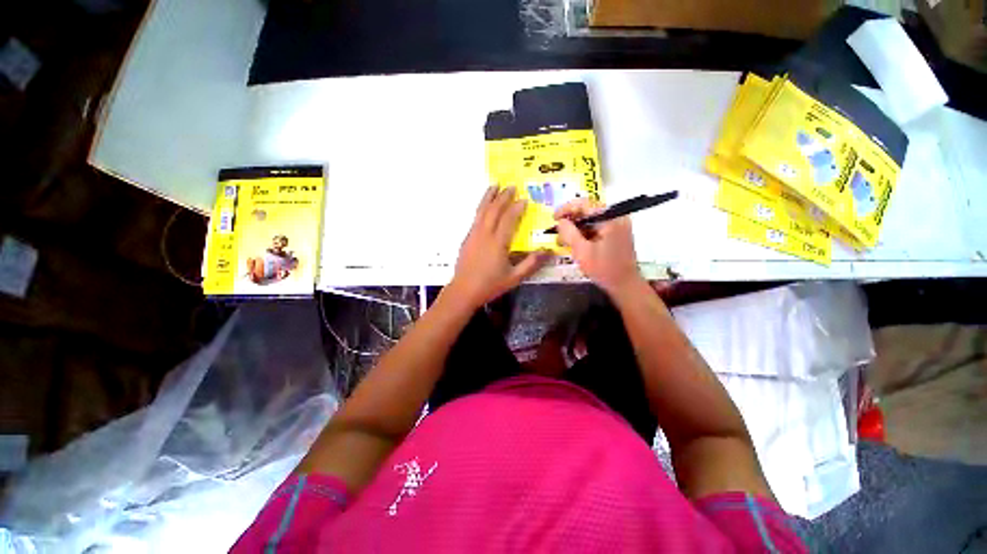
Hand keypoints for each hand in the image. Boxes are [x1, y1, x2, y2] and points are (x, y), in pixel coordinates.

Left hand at [448, 186, 551, 307]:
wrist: (463, 291)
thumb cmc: (490, 285)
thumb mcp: (514, 277)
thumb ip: (531, 263)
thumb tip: (549, 251)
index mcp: (498, 242)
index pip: (509, 219)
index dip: (517, 207)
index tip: (525, 199)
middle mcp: (484, 234)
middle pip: (494, 210)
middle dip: (503, 196)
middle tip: (511, 186)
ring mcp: (473, 235)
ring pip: (481, 211)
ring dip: (488, 197)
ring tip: (494, 185)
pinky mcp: (467, 239)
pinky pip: (475, 218)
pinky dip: (481, 208)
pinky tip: (484, 208)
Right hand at [555, 198, 642, 295]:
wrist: (625, 285)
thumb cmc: (603, 269)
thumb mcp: (582, 251)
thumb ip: (569, 233)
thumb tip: (560, 221)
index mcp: (610, 218)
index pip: (584, 204)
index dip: (566, 209)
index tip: (553, 218)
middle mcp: (616, 217)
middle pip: (588, 211)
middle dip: (570, 221)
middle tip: (557, 232)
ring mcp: (617, 225)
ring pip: (590, 220)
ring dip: (575, 229)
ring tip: (562, 241)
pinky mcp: (616, 234)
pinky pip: (596, 228)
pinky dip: (584, 234)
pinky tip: (574, 244)